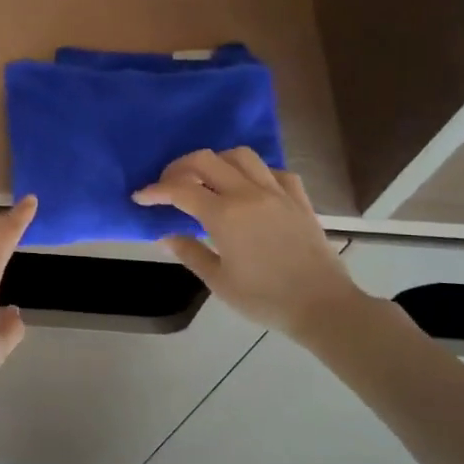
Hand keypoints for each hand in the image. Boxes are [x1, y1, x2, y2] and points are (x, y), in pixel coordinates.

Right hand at [134, 148, 364, 344]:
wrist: (323, 307)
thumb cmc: (265, 299)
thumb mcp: (218, 282)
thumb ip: (190, 253)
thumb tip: (165, 236)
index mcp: (225, 215)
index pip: (180, 190)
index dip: (155, 191)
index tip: (140, 197)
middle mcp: (249, 194)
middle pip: (206, 160)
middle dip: (180, 168)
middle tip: (168, 185)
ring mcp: (277, 192)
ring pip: (241, 156)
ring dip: (217, 162)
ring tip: (207, 181)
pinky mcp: (299, 199)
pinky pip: (273, 171)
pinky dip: (254, 173)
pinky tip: (248, 189)